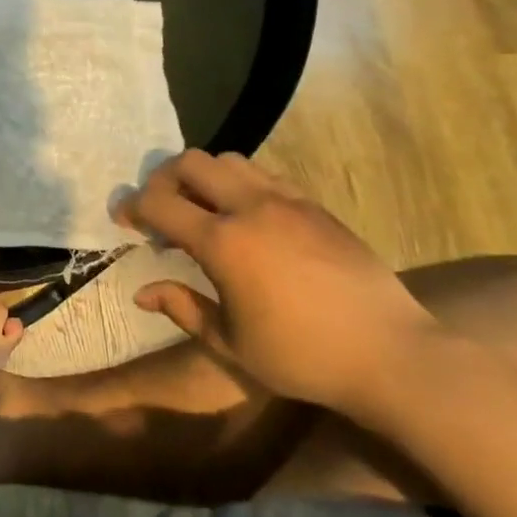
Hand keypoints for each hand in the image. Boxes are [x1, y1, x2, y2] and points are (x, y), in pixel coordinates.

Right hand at [118, 152, 434, 413]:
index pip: (159, 203)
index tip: (123, 220)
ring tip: (203, 209)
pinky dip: (241, 184)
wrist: (392, 354)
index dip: (131, 207)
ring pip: (230, 160)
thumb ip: (183, 308)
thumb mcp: (231, 344)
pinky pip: (265, 175)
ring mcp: (288, 201)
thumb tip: (142, 293)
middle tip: (161, 210)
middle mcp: (251, 208)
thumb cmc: (303, 357)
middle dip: (163, 179)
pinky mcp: (316, 206)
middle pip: (191, 162)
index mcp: (223, 243)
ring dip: (204, 177)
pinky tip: (247, 218)